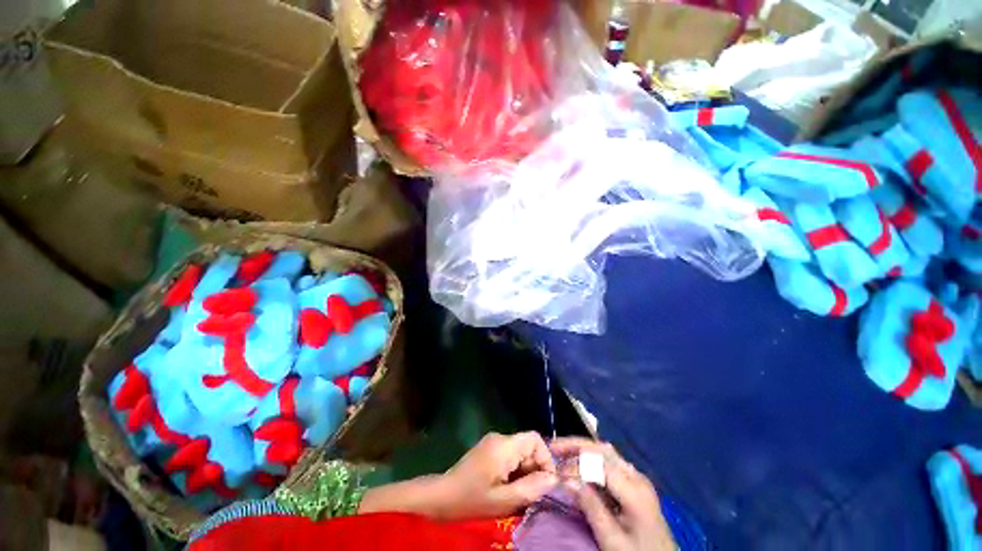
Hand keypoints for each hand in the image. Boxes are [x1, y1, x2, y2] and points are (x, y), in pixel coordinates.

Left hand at [438, 431, 557, 520]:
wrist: (443, 495)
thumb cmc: (472, 499)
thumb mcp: (504, 500)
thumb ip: (531, 488)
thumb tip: (553, 479)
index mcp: (504, 445)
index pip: (535, 439)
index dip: (546, 458)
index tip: (545, 483)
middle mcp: (500, 438)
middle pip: (528, 446)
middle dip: (534, 469)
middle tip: (531, 493)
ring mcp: (493, 442)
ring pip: (520, 452)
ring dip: (525, 472)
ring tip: (518, 493)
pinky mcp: (489, 449)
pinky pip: (511, 455)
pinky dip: (515, 470)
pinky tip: (508, 487)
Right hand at [551, 438, 674, 550]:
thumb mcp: (612, 539)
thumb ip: (590, 506)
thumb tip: (565, 478)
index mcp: (634, 490)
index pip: (599, 463)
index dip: (575, 463)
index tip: (556, 472)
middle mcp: (636, 476)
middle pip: (603, 450)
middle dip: (576, 445)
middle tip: (552, 446)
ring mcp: (637, 477)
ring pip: (606, 452)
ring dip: (582, 448)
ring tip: (561, 450)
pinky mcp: (635, 482)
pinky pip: (610, 461)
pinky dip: (591, 458)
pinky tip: (579, 462)